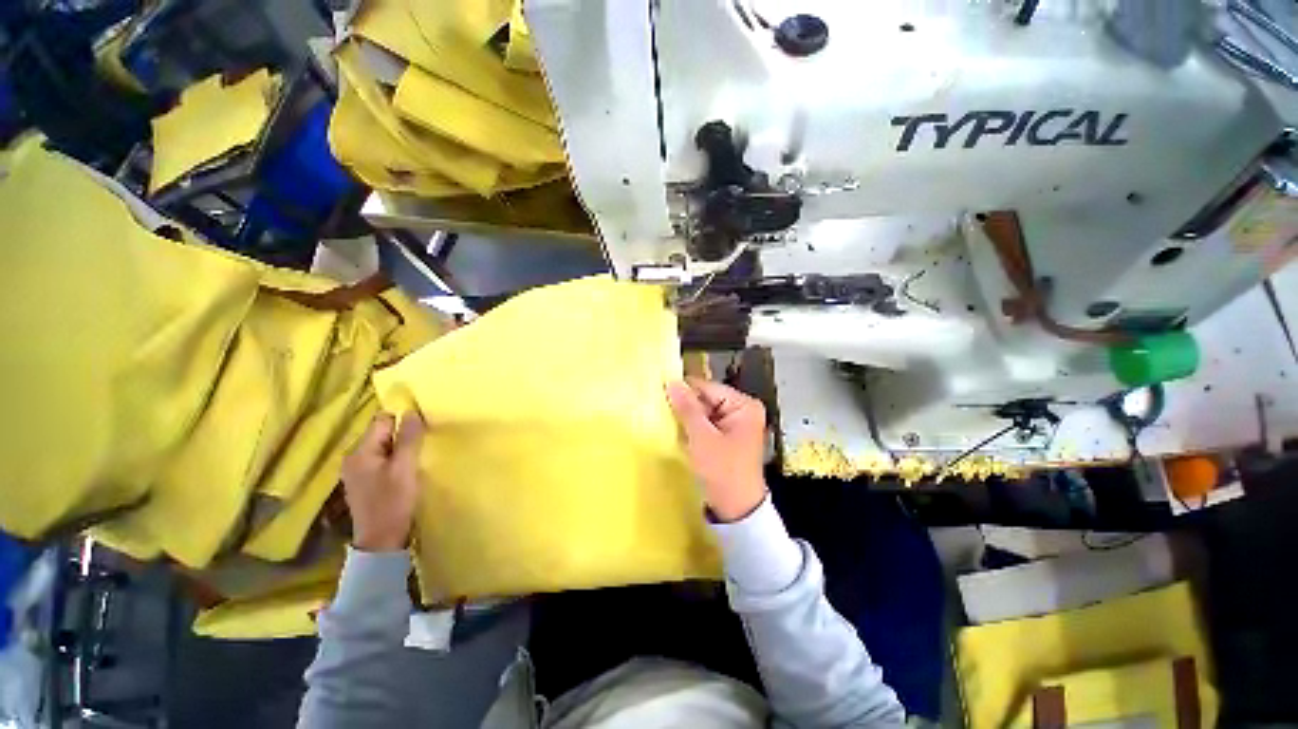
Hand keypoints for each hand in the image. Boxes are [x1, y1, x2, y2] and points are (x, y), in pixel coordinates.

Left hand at [341, 411, 426, 551]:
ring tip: (415, 458)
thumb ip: (409, 439)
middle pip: (381, 433)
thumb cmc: (393, 502)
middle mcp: (353, 458)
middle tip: (422, 445)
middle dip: (402, 435)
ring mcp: (356, 471)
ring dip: (399, 449)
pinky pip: (381, 460)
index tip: (421, 429)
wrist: (381, 540)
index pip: (382, 421)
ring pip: (382, 447)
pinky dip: (394, 460)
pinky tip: (405, 471)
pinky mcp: (363, 482)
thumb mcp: (405, 468)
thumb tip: (412, 412)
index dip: (402, 421)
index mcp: (360, 452)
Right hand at [666, 379, 767, 521]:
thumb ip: (687, 408)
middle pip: (706, 399)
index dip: (685, 389)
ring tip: (667, 420)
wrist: (736, 509)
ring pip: (704, 412)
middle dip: (685, 405)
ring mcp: (735, 424)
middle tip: (661, 408)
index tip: (660, 390)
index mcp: (743, 405)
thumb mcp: (702, 437)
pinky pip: (706, 424)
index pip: (708, 388)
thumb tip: (672, 382)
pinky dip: (693, 428)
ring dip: (687, 418)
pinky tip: (679, 432)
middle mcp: (742, 410)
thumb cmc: (722, 470)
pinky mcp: (727, 437)